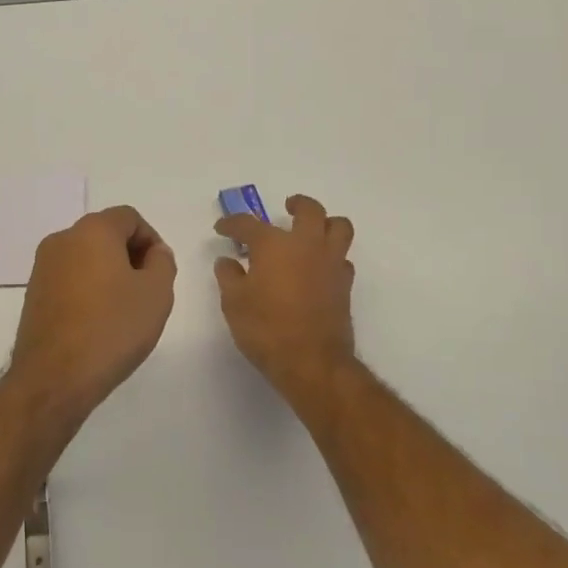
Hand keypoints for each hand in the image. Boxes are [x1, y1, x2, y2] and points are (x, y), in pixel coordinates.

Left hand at [9, 206, 177, 409]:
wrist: (55, 377)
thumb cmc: (112, 329)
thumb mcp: (156, 293)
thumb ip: (162, 262)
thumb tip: (154, 253)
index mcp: (92, 230)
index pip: (129, 218)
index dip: (151, 240)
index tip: (160, 273)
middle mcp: (62, 239)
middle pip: (105, 234)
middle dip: (130, 256)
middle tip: (146, 291)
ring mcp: (43, 267)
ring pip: (86, 257)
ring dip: (108, 273)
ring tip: (123, 311)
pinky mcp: (33, 293)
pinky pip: (69, 279)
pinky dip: (87, 290)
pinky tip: (98, 322)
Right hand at [214, 194, 356, 400]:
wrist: (311, 362)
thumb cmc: (266, 329)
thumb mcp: (234, 303)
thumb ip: (229, 277)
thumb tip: (227, 261)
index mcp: (274, 245)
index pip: (248, 224)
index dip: (232, 224)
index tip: (222, 228)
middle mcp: (306, 245)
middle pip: (309, 210)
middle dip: (297, 204)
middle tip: (286, 208)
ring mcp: (330, 263)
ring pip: (339, 227)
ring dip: (326, 222)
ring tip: (312, 230)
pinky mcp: (344, 284)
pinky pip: (342, 257)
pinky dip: (331, 255)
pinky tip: (318, 267)